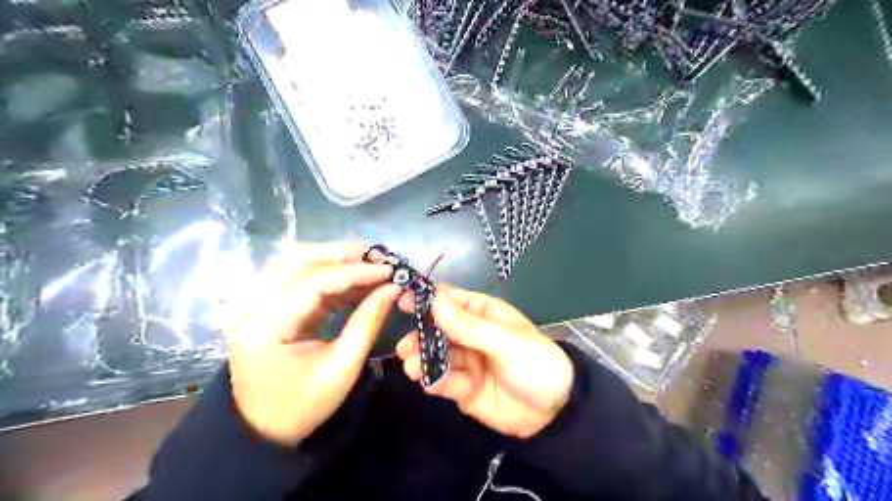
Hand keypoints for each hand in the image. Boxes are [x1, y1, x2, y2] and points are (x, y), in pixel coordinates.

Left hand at [226, 242, 397, 446]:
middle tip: (378, 255)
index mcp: (267, 325)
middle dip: (341, 253)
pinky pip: (298, 278)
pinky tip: (354, 280)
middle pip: (297, 259)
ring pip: (295, 262)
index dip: (356, 272)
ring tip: (368, 261)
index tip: (389, 270)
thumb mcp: (342, 368)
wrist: (261, 430)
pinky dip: (328, 274)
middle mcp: (253, 304)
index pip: (315, 282)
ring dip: (333, 258)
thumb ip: (368, 323)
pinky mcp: (266, 305)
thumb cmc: (303, 405)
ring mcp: (255, 303)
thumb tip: (393, 289)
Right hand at [395, 286, 570, 437]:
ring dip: (423, 360)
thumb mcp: (504, 341)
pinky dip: (435, 381)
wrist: (555, 413)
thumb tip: (434, 300)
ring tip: (411, 366)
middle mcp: (471, 335)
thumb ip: (468, 325)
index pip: (451, 300)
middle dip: (420, 336)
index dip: (428, 299)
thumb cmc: (535, 363)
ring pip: (437, 356)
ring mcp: (467, 361)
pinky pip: (444, 380)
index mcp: (483, 313)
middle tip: (404, 347)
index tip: (402, 302)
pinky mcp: (464, 388)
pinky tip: (428, 382)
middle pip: (438, 330)